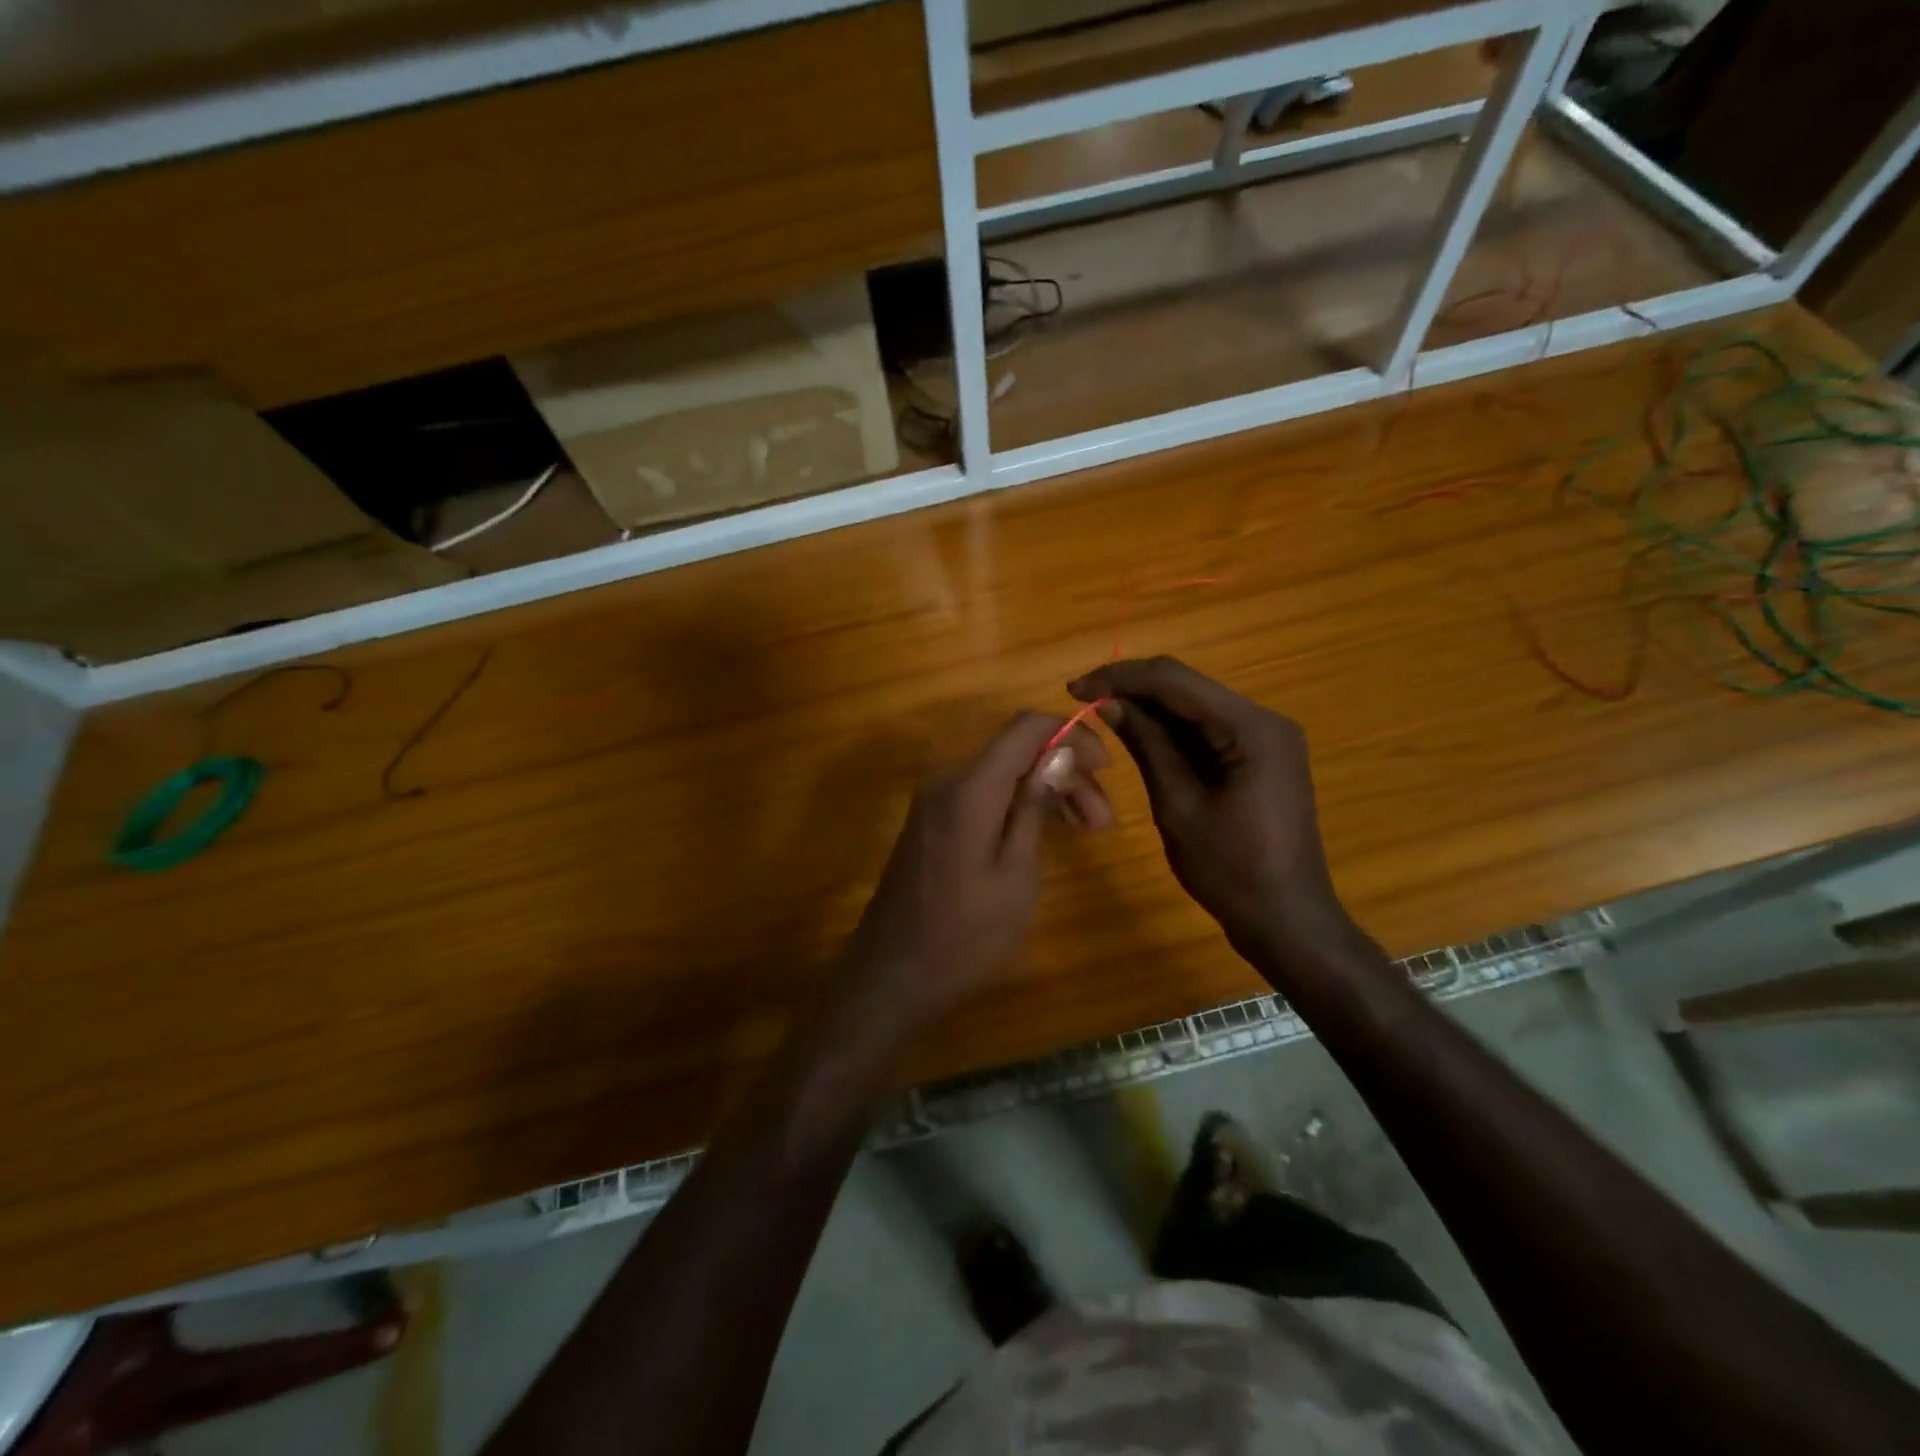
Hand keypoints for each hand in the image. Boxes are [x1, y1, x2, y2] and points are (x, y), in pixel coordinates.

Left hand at [840, 712, 1110, 1032]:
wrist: (891, 976)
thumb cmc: (964, 937)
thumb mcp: (1015, 876)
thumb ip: (1034, 808)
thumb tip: (1060, 753)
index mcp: (969, 788)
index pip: (1025, 727)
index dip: (1071, 734)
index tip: (1106, 768)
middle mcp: (947, 781)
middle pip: (1016, 752)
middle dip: (1066, 773)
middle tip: (1103, 822)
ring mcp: (934, 802)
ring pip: (1001, 774)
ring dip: (1045, 791)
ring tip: (1087, 830)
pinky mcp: (931, 822)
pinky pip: (982, 795)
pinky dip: (1017, 804)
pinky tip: (1045, 832)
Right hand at [1068, 657, 1356, 967]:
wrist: (1287, 920)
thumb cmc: (1230, 870)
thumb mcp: (1178, 806)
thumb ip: (1147, 746)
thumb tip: (1110, 702)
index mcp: (1251, 728)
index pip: (1174, 681)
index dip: (1120, 678)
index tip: (1074, 689)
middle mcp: (1265, 719)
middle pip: (1187, 687)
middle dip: (1133, 688)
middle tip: (1082, 700)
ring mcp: (1267, 737)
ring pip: (1195, 706)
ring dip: (1150, 707)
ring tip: (1101, 714)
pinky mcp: (1261, 755)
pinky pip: (1208, 729)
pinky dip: (1172, 730)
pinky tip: (1139, 734)